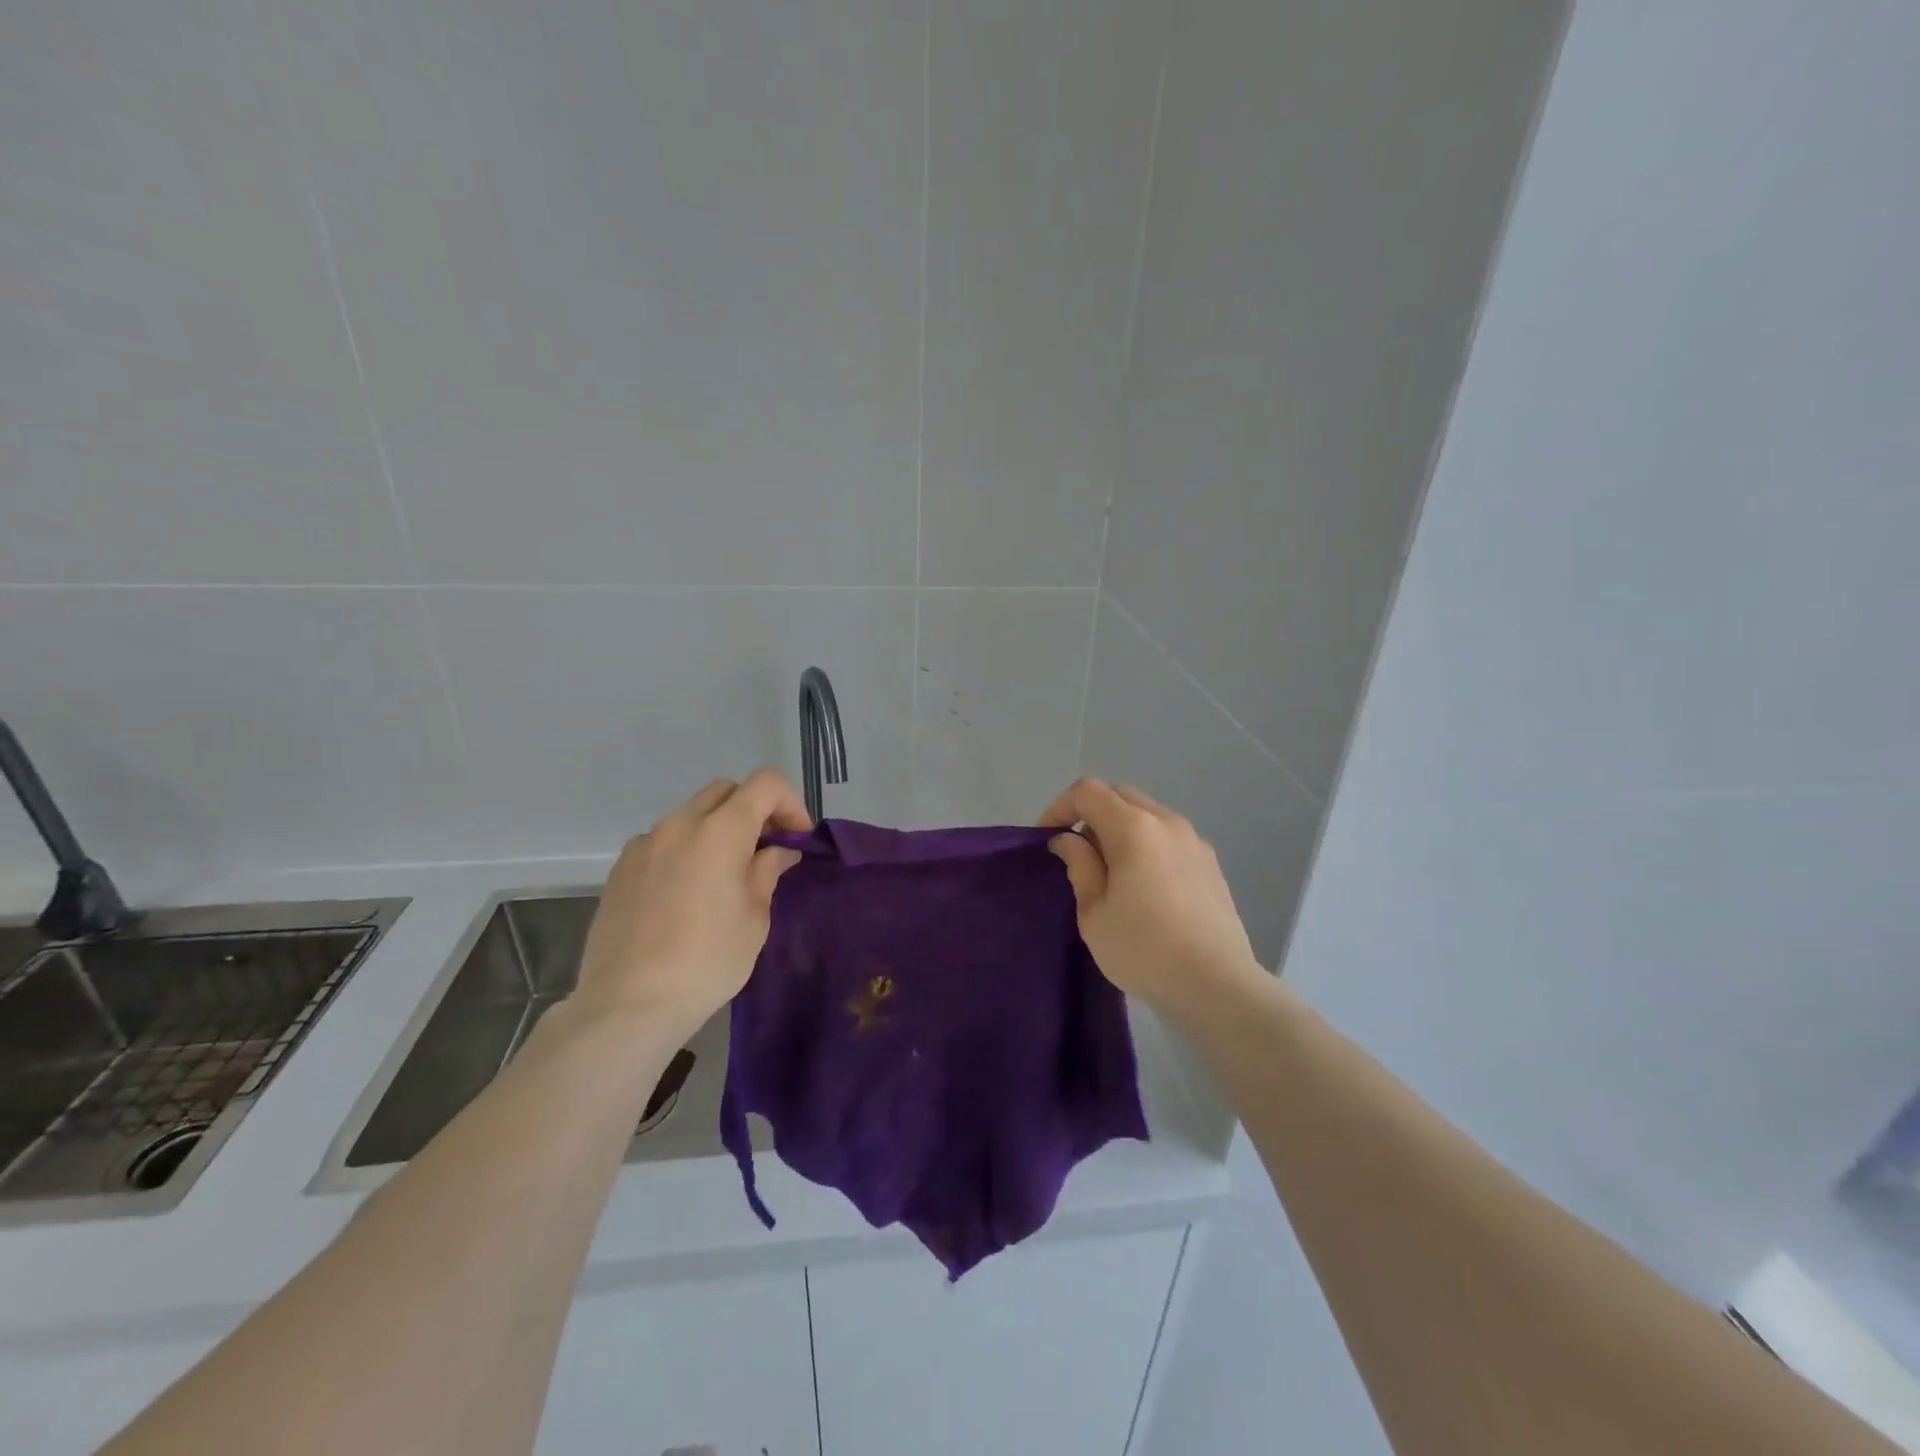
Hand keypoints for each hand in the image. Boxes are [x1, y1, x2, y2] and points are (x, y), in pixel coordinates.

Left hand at [573, 769, 809, 1040]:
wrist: (629, 1004)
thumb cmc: (707, 961)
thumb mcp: (755, 918)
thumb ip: (767, 871)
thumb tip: (778, 851)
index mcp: (720, 832)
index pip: (764, 783)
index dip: (789, 803)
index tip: (796, 839)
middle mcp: (680, 824)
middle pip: (726, 791)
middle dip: (754, 810)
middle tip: (767, 849)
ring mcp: (645, 843)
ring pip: (692, 814)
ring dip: (718, 829)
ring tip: (726, 874)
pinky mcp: (621, 867)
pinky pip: (663, 841)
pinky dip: (686, 849)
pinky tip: (688, 892)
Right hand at [1041, 778, 1264, 1018]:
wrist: (1217, 985)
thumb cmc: (1144, 950)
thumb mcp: (1094, 913)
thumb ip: (1079, 865)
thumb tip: (1069, 840)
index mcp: (1134, 828)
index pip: (1088, 792)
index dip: (1060, 807)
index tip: (1047, 839)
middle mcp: (1166, 822)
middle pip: (1120, 795)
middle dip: (1091, 813)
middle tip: (1077, 853)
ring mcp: (1194, 840)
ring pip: (1147, 814)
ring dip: (1120, 828)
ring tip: (1110, 871)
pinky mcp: (1211, 862)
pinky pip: (1168, 836)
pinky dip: (1146, 844)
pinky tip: (1145, 886)